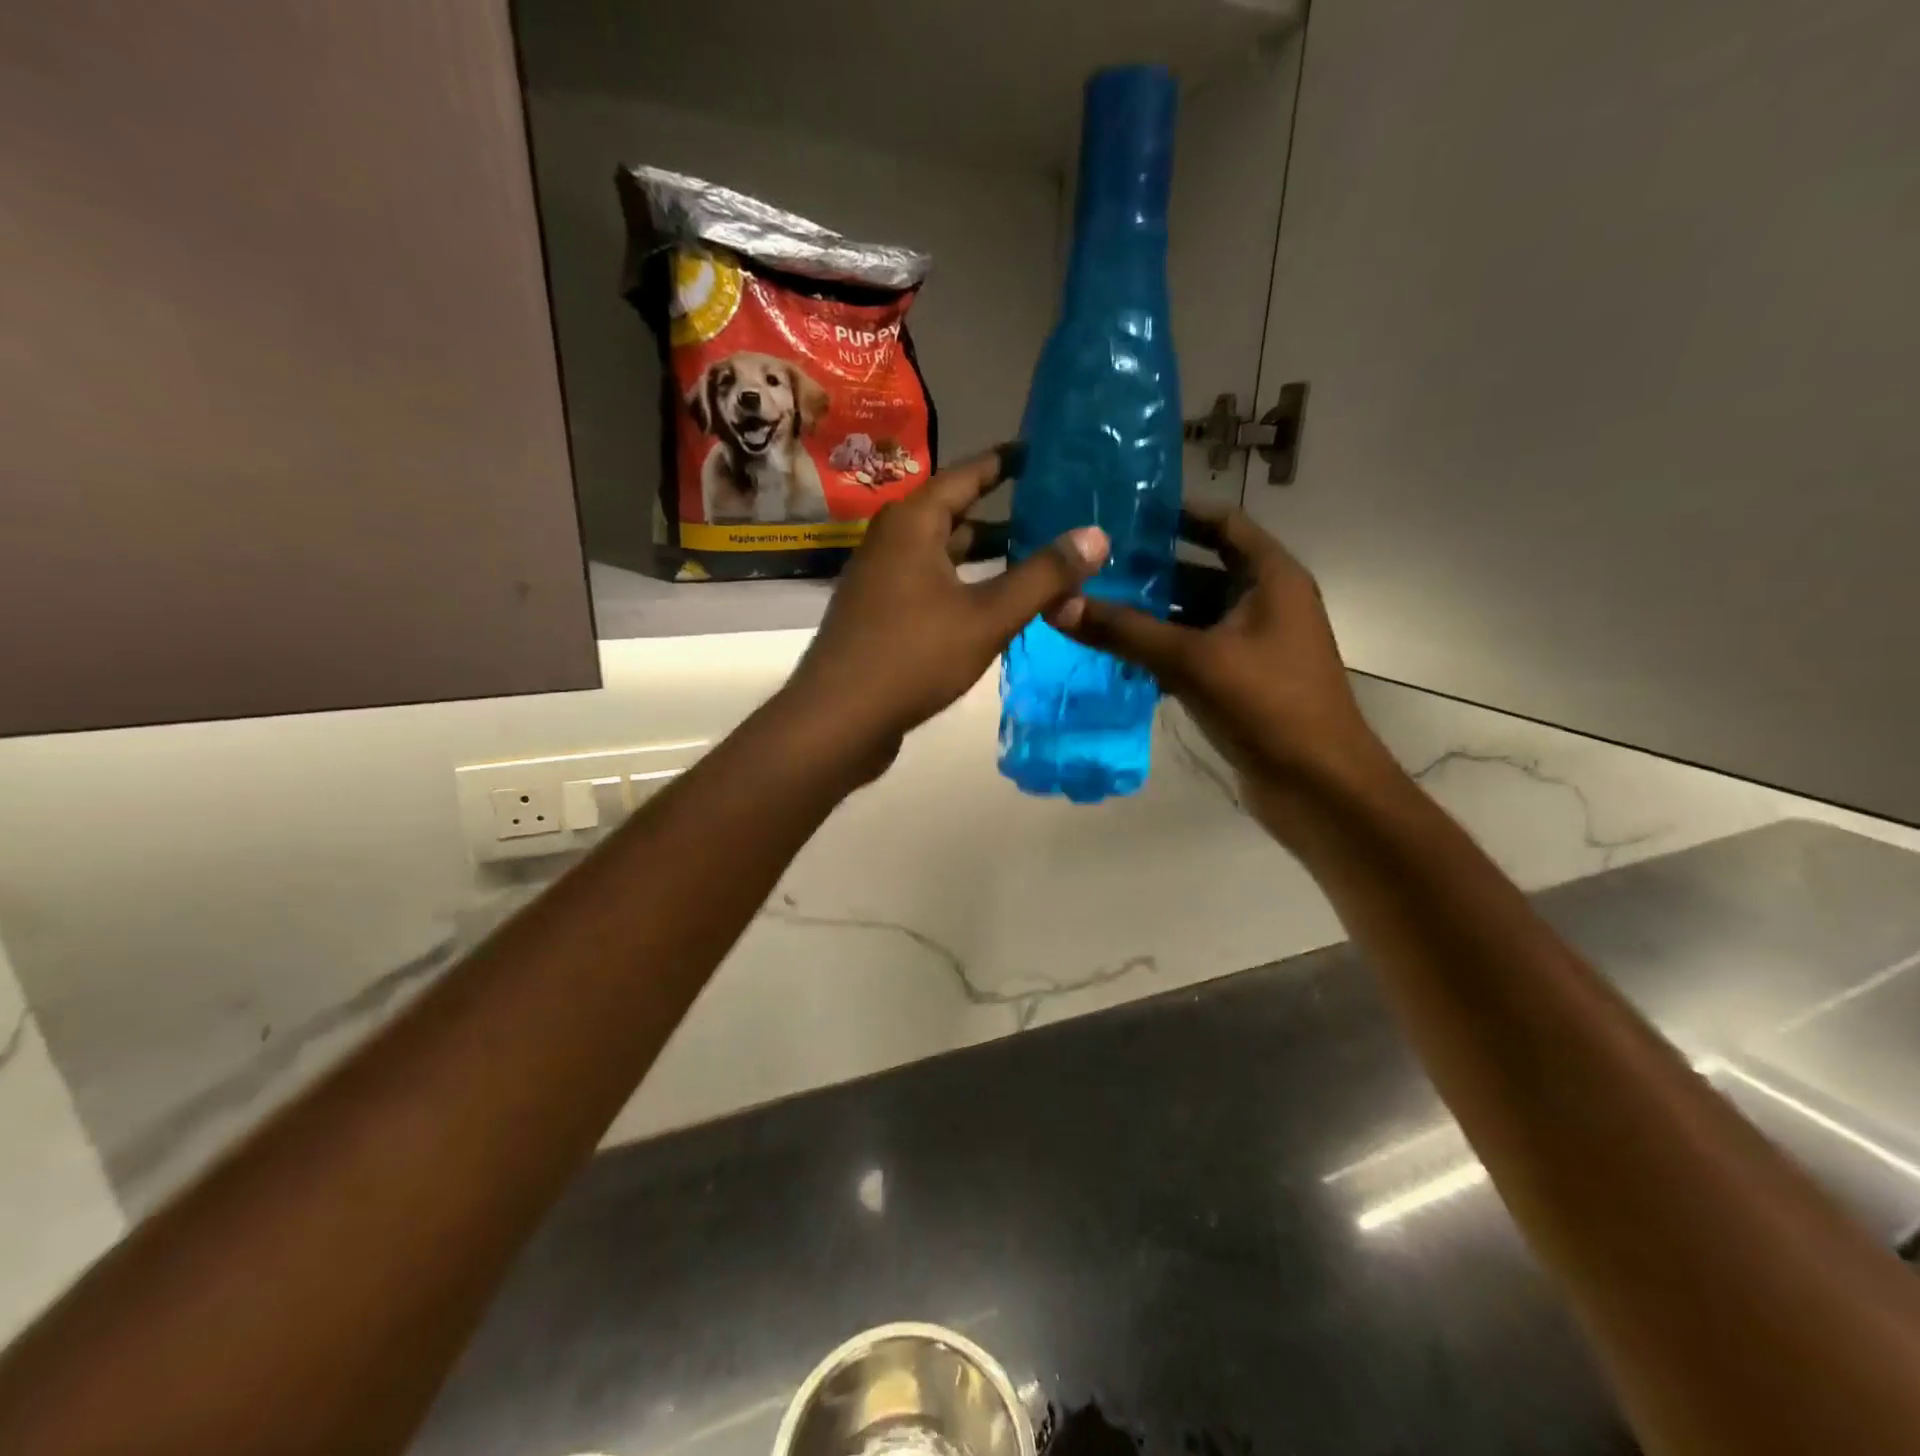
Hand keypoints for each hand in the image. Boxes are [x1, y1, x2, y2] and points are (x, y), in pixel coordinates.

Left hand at [780, 445, 1108, 777]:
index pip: (967, 474)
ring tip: (1039, 560)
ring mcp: (882, 580)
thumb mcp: (987, 616)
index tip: (1043, 452)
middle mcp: (892, 541)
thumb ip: (1043, 576)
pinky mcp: (881, 616)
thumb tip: (1096, 534)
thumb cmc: (912, 657)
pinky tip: (996, 606)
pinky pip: (932, 585)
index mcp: (912, 523)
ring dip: (987, 557)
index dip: (1006, 462)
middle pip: (956, 515)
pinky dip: (966, 586)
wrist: (838, 720)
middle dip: (1005, 515)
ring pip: (945, 556)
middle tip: (1056, 513)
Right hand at [1049, 504, 1390, 809]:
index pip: (1224, 524)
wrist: (1317, 786)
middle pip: (1202, 570)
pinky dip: (1160, 651)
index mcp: (1272, 579)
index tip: (1125, 512)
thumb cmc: (1267, 706)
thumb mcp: (1192, 660)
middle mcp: (1266, 603)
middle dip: (1151, 569)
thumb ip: (1125, 631)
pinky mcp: (1240, 682)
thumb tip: (1058, 604)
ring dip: (1150, 614)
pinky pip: (1194, 652)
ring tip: (1092, 605)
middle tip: (1092, 564)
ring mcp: (1254, 645)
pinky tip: (1115, 655)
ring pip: (1194, 616)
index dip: (1178, 514)